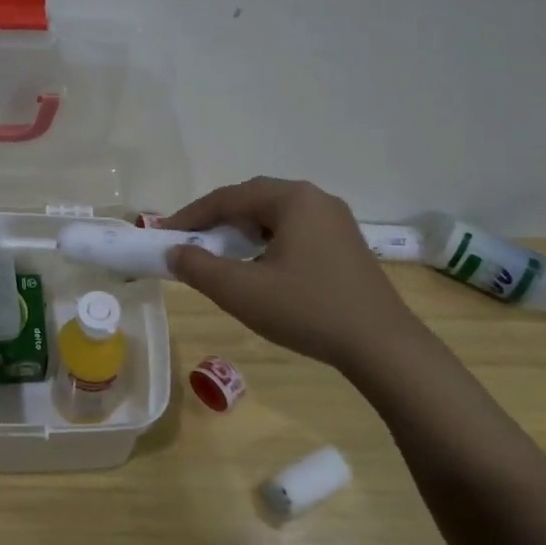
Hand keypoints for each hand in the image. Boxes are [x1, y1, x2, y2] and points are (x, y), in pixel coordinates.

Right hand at [162, 177, 427, 371]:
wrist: (382, 346)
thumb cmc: (307, 310)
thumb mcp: (242, 291)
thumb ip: (198, 268)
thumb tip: (172, 252)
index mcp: (292, 199)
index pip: (228, 197)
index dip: (190, 215)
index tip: (163, 234)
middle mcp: (315, 199)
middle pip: (252, 200)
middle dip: (216, 220)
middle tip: (189, 242)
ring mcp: (335, 221)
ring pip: (273, 216)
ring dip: (241, 231)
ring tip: (218, 254)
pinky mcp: (344, 244)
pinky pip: (293, 230)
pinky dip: (265, 242)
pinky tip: (257, 267)